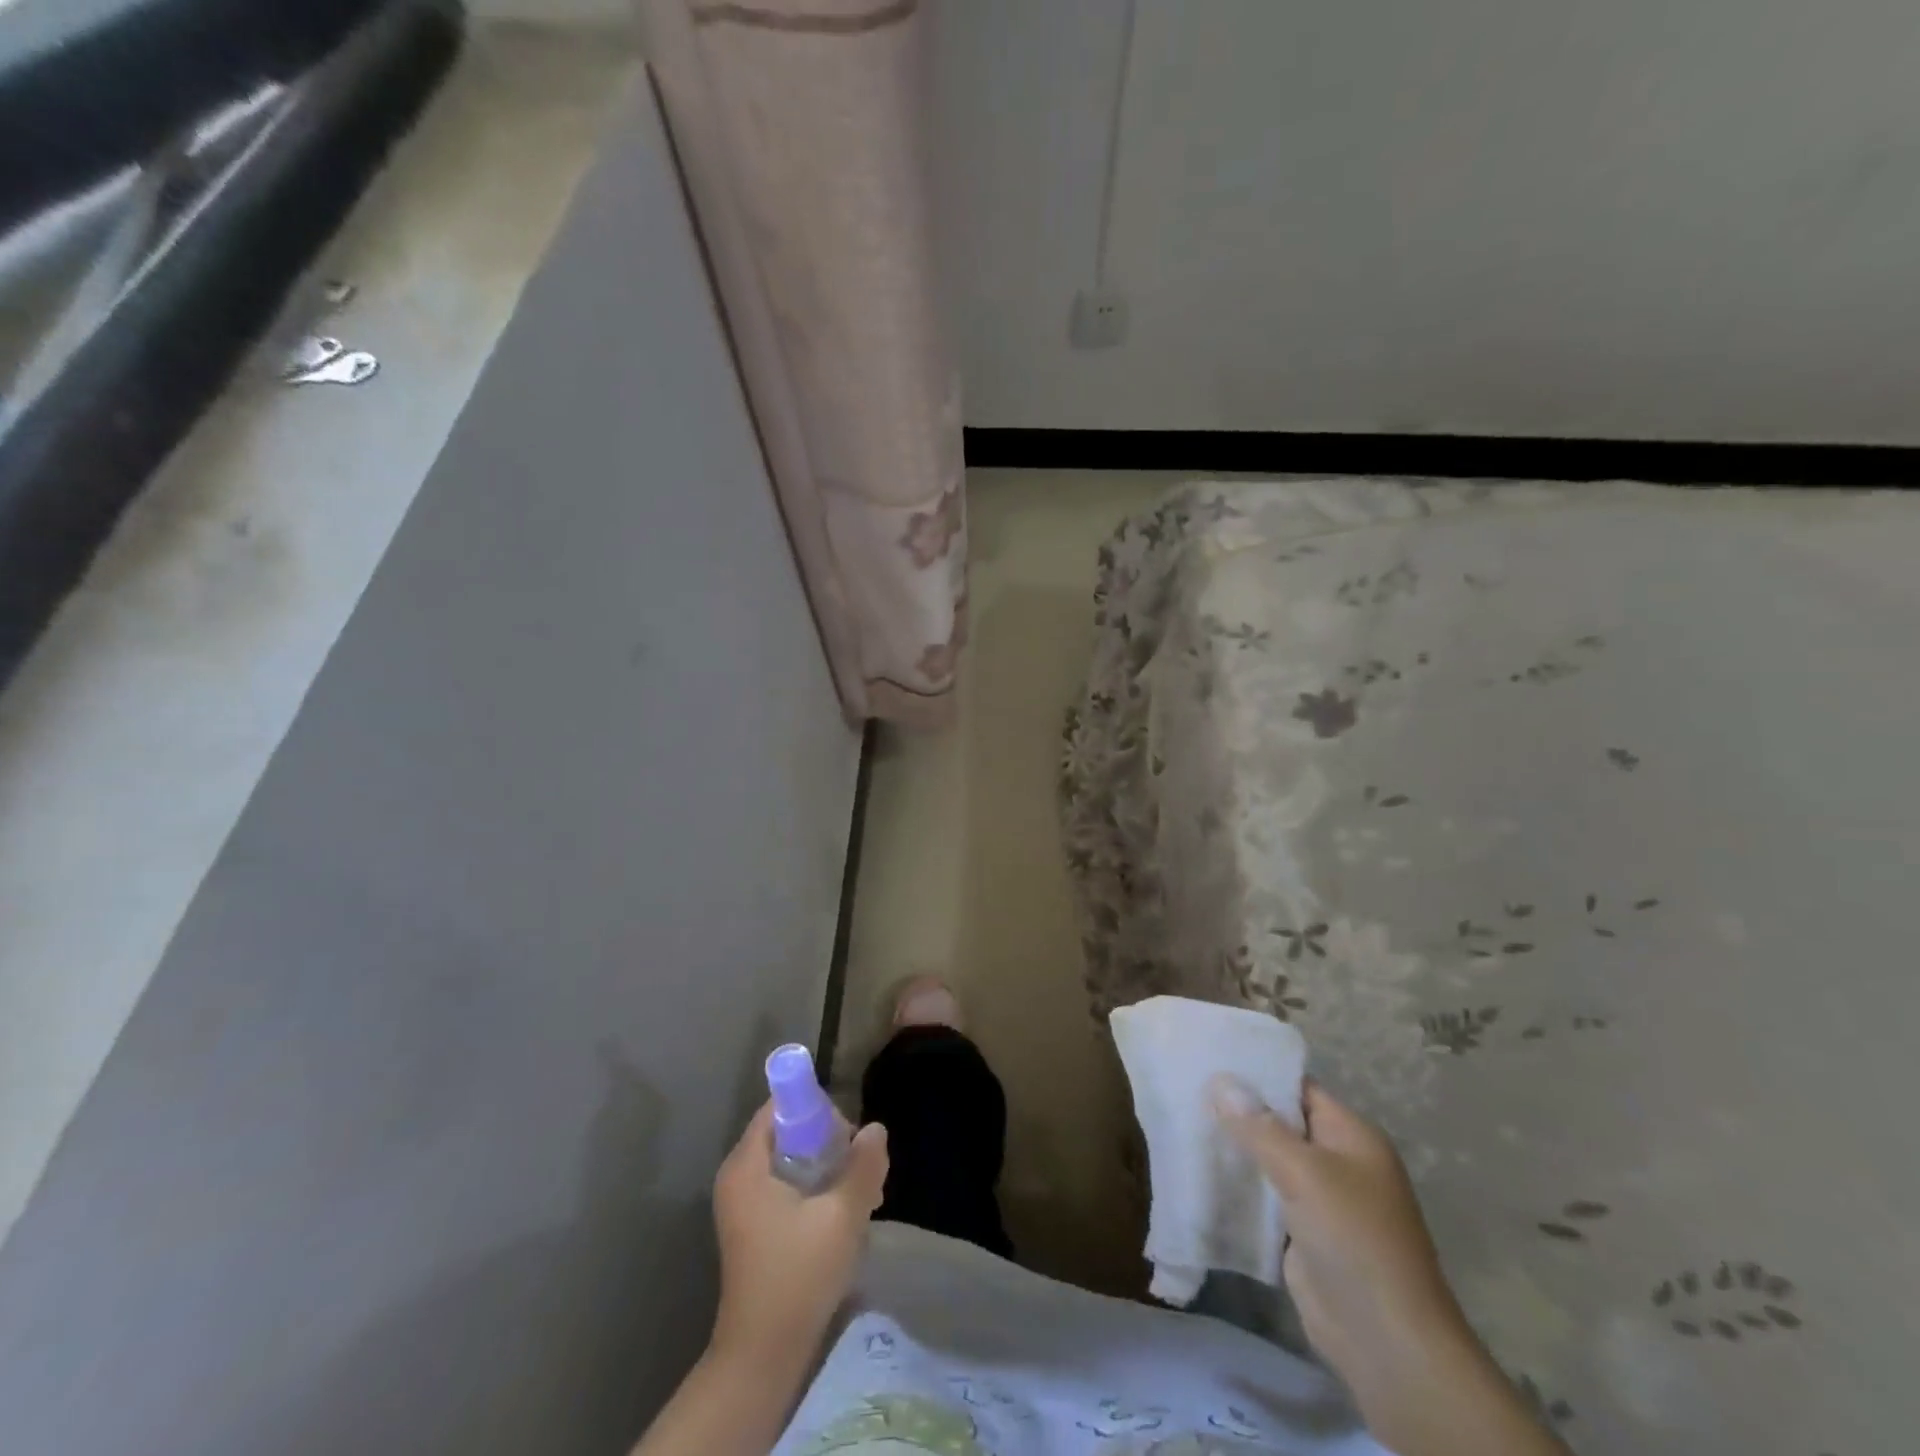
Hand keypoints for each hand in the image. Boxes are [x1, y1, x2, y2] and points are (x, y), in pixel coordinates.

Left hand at [710, 1102, 888, 1364]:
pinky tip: (845, 1216)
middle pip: (789, 1132)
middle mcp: (738, 1176)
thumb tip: (876, 1128)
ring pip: (793, 1161)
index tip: (849, 1135)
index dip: (818, 1110)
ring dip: (829, 1169)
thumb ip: (863, 1165)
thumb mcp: (842, 1215)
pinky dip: (816, 1190)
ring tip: (862, 1195)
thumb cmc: (798, 1276)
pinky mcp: (754, 1226)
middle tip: (862, 1168)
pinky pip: (788, 1186)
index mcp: (746, 1165)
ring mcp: (743, 1203)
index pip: (781, 1106)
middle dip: (830, 1143)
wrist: (763, 1356)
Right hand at [1212, 1078, 1467, 1409]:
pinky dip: (1238, 1184)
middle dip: (1239, 1110)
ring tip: (1183, 1119)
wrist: (1385, 1341)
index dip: (1257, 1073)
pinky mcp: (1302, 1233)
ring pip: (1270, 1160)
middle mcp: (1338, 1161)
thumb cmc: (1355, 1239)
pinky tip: (1199, 1169)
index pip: (1298, 1088)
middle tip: (1188, 1087)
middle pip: (1281, 1123)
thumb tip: (1221, 1081)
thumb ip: (1260, 1127)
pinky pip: (1265, 1196)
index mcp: (1352, 1136)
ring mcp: (1320, 1199)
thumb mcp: (1306, 1173)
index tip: (1210, 1058)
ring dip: (1235, 1147)